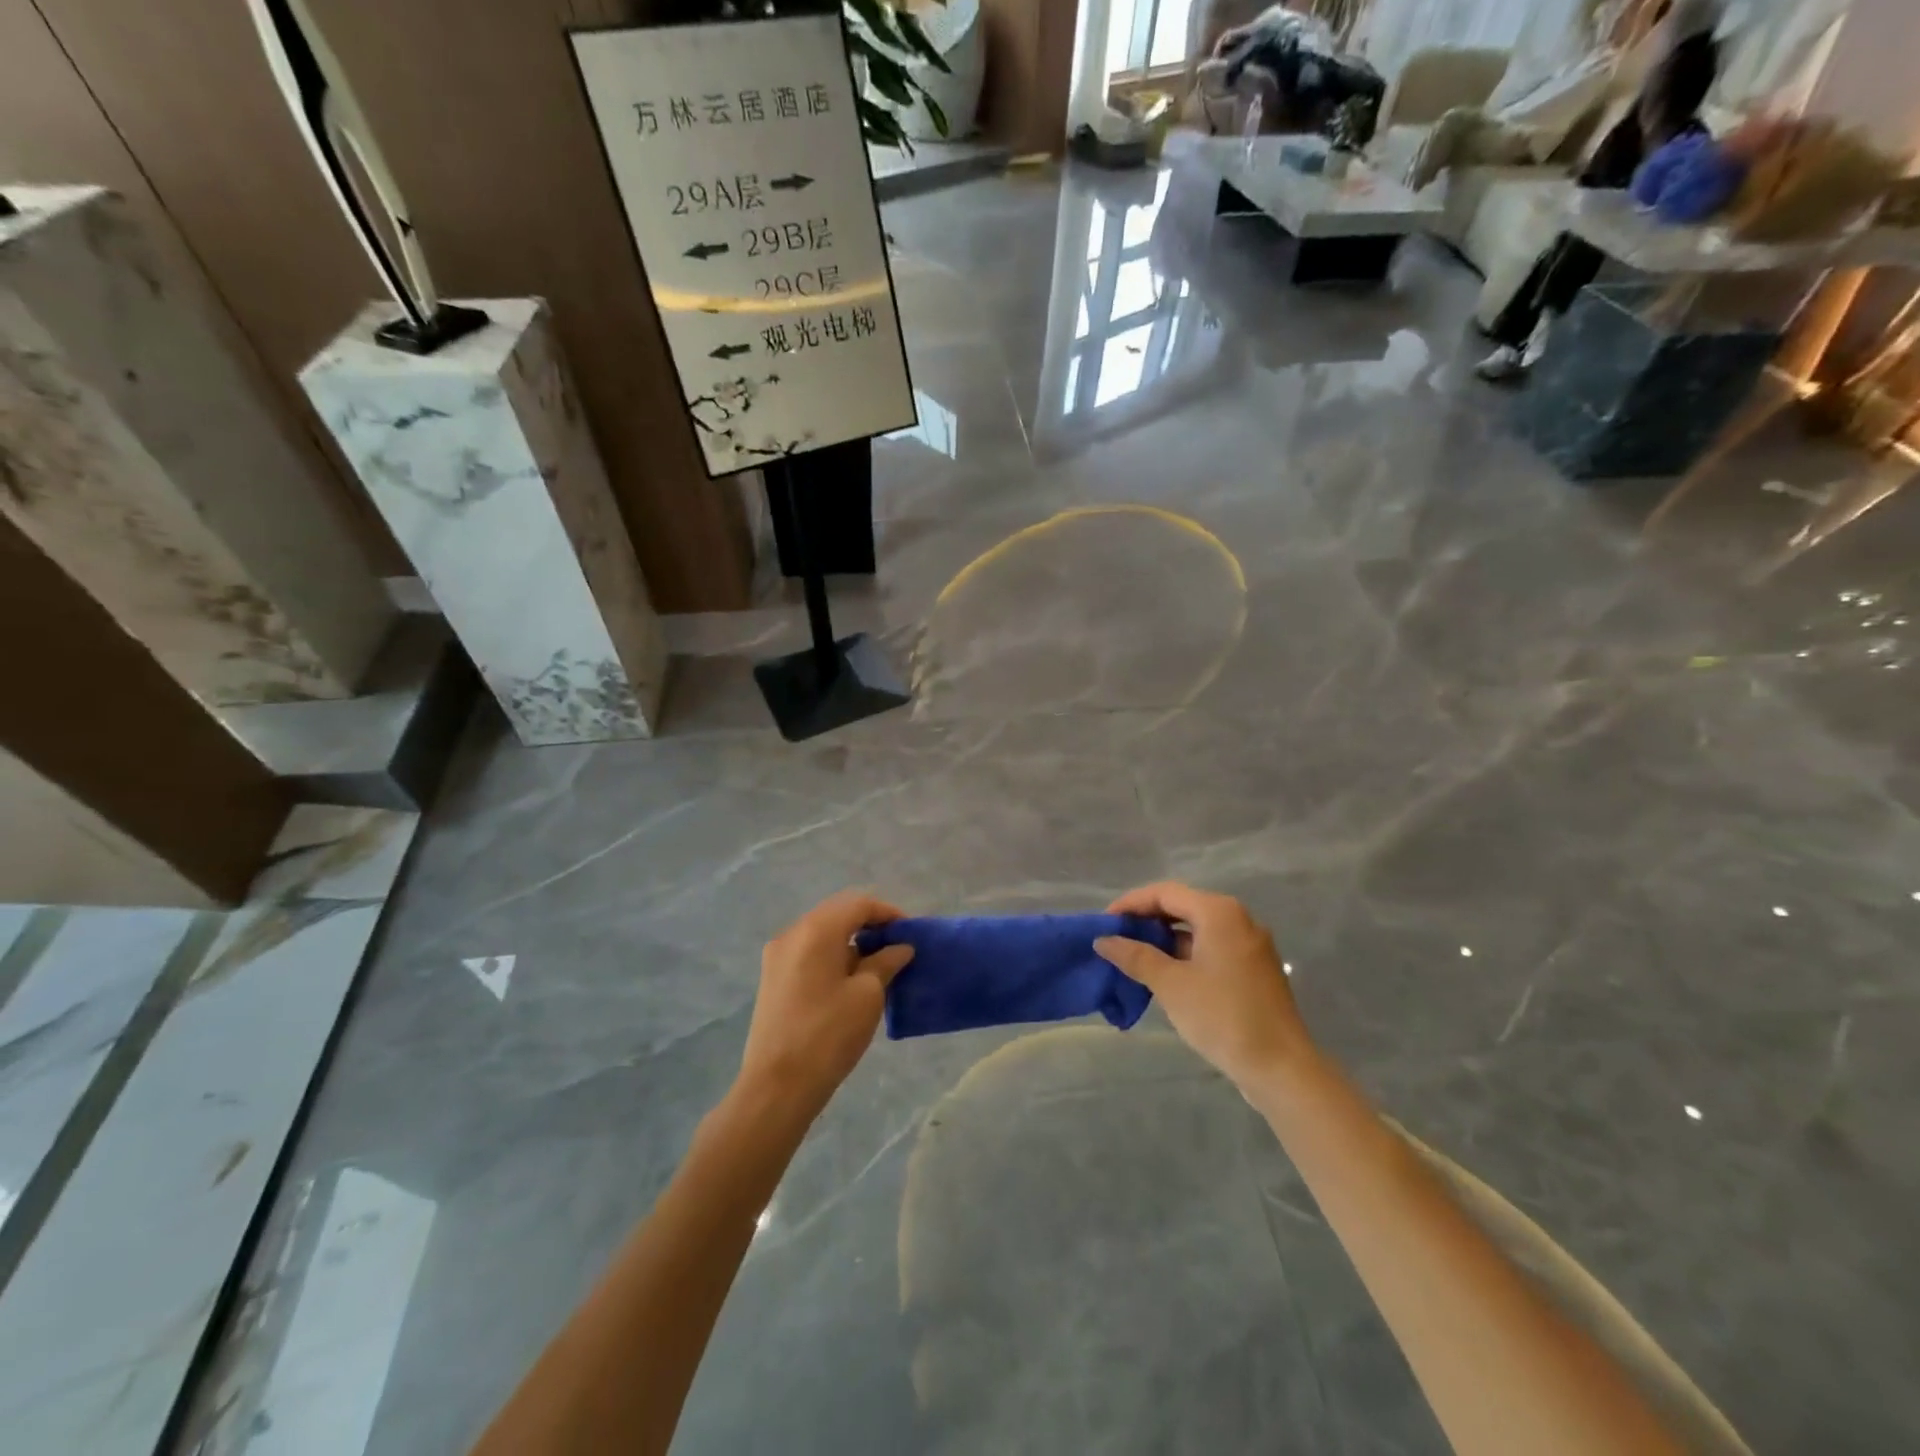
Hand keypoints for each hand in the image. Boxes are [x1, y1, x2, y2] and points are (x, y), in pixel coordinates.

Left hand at [737, 892, 913, 1112]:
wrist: (777, 1086)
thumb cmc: (829, 1034)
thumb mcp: (867, 995)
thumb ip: (886, 962)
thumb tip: (900, 947)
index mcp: (816, 930)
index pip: (859, 904)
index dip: (888, 913)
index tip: (911, 933)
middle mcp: (792, 933)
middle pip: (837, 913)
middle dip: (869, 924)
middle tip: (896, 946)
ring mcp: (777, 955)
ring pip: (821, 932)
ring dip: (850, 941)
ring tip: (876, 966)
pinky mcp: (772, 978)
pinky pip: (808, 951)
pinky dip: (832, 955)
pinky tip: (849, 980)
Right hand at [1095, 882, 1309, 1089]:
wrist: (1281, 1068)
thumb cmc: (1223, 1017)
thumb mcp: (1171, 984)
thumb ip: (1135, 956)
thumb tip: (1103, 940)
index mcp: (1219, 912)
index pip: (1164, 893)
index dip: (1130, 904)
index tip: (1103, 924)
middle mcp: (1238, 919)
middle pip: (1182, 906)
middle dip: (1146, 920)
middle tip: (1115, 939)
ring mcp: (1249, 945)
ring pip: (1197, 929)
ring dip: (1164, 939)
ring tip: (1133, 957)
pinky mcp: (1253, 969)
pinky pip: (1211, 948)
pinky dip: (1185, 955)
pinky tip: (1164, 975)